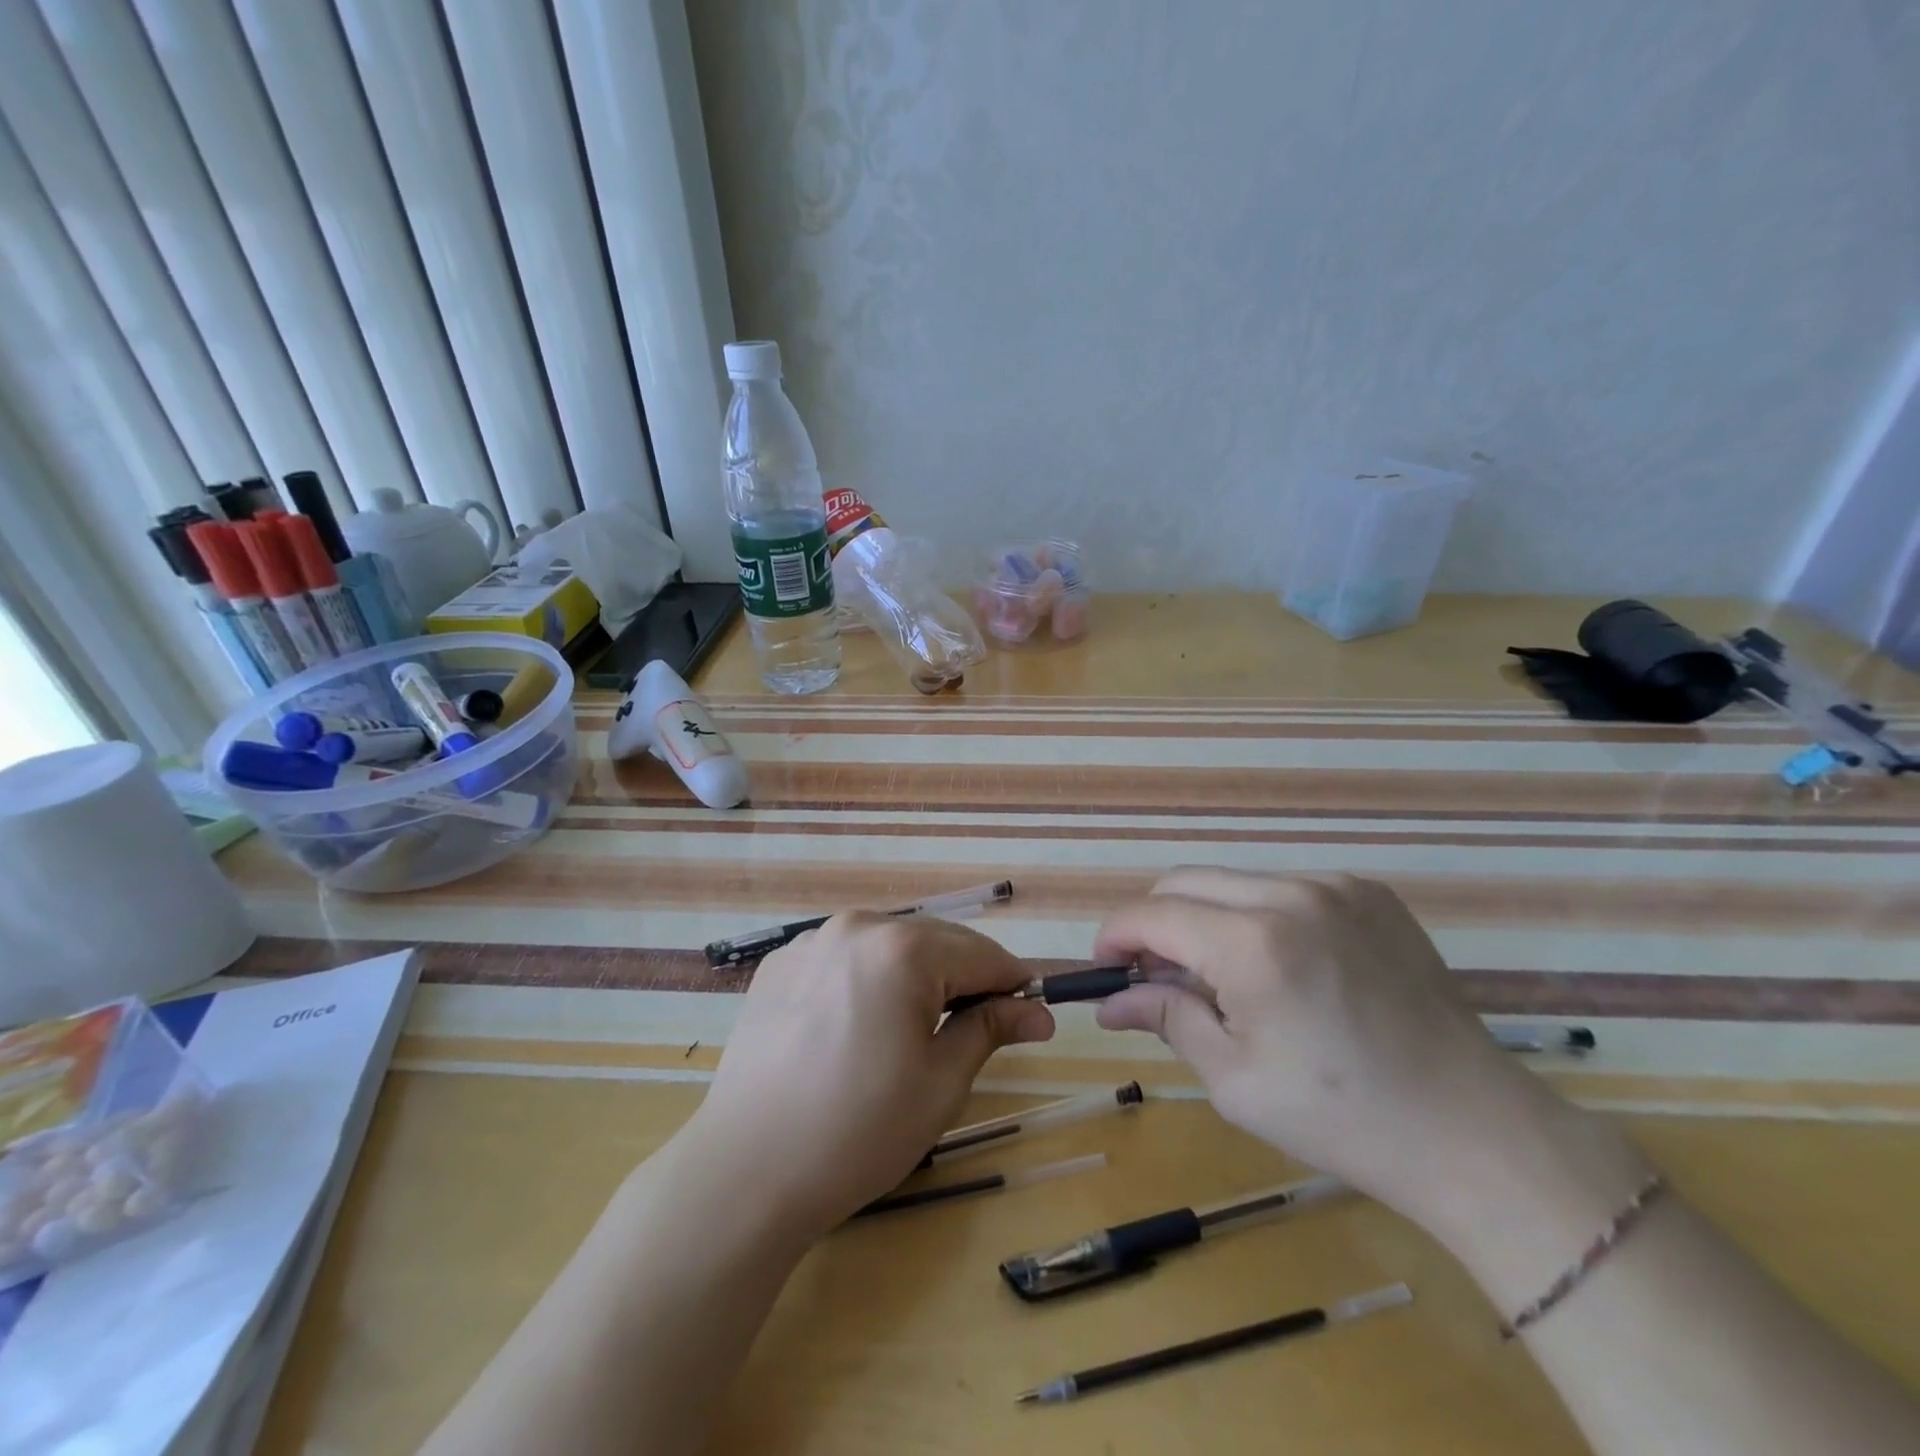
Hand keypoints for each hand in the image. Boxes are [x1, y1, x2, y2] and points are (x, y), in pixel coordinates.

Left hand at [685, 913, 1054, 1239]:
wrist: (745, 1172)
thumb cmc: (858, 1132)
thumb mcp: (940, 1082)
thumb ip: (990, 1029)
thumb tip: (1038, 1011)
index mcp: (902, 949)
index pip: (981, 954)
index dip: (1013, 983)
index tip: (1034, 1013)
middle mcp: (856, 927)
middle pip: (934, 941)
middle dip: (966, 977)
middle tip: (984, 1025)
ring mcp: (810, 942)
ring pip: (888, 946)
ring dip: (917, 975)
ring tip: (921, 1027)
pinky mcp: (779, 965)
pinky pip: (844, 958)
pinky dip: (869, 979)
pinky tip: (862, 1025)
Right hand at [1093, 868, 1635, 1238]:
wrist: (1473, 1132)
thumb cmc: (1341, 1118)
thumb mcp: (1235, 1079)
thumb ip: (1166, 1018)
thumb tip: (1110, 1002)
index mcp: (1254, 943)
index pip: (1152, 914)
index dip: (1116, 936)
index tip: (1105, 968)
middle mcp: (1292, 893)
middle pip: (1185, 882)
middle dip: (1156, 923)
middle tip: (1157, 977)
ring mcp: (1337, 886)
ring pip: (1234, 882)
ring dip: (1207, 919)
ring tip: (1222, 978)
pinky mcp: (1370, 892)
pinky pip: (1286, 888)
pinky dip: (1259, 916)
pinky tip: (1282, 967)